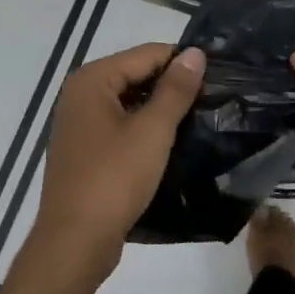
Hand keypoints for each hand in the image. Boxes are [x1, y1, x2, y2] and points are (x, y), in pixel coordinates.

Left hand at [28, 43, 205, 280]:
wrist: (75, 240)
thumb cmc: (113, 179)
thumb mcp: (152, 131)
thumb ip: (175, 89)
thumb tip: (195, 53)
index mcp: (92, 80)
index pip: (146, 54)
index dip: (183, 63)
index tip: (219, 76)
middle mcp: (80, 94)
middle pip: (135, 75)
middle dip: (171, 86)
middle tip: (213, 100)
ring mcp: (78, 124)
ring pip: (128, 103)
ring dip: (159, 110)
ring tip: (199, 120)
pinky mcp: (83, 150)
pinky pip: (119, 126)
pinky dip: (143, 129)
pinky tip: (171, 143)